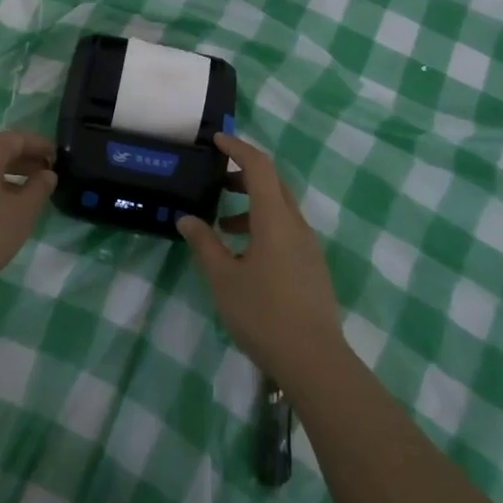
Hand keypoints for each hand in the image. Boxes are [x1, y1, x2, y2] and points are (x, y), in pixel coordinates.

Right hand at [178, 134, 343, 386]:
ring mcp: (308, 246)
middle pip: (273, 183)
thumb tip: (187, 219)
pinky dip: (263, 225)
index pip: (259, 167)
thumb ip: (205, 244)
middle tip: (215, 179)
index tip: (216, 141)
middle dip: (244, 174)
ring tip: (223, 222)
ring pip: (280, 208)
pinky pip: (286, 230)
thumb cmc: (263, 314)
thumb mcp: (223, 279)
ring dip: (253, 203)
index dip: (238, 148)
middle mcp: (296, 224)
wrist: (315, 361)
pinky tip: (244, 253)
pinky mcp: (312, 266)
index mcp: (275, 219)